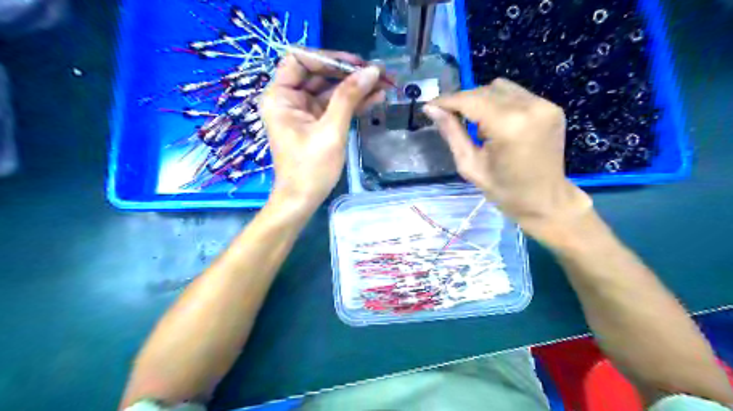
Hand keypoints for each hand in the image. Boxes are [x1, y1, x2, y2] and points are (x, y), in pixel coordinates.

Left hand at [260, 52, 384, 213]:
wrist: (303, 200)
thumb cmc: (311, 168)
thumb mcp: (331, 130)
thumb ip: (349, 97)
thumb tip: (372, 71)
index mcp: (280, 96)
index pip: (301, 60)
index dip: (329, 58)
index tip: (357, 64)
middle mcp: (290, 98)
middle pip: (320, 74)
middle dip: (351, 73)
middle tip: (380, 74)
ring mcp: (304, 111)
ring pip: (332, 90)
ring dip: (357, 88)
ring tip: (386, 84)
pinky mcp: (316, 123)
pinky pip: (335, 106)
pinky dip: (354, 103)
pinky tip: (376, 98)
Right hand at [421, 79, 590, 238]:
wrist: (545, 201)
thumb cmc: (504, 191)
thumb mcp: (470, 166)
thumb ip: (451, 133)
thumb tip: (431, 109)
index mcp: (509, 126)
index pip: (471, 100)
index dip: (447, 101)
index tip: (430, 105)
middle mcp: (530, 107)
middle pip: (485, 90)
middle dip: (463, 101)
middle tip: (448, 118)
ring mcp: (545, 105)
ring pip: (500, 88)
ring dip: (481, 101)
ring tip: (477, 126)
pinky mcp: (551, 107)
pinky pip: (516, 95)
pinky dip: (499, 104)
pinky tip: (497, 125)